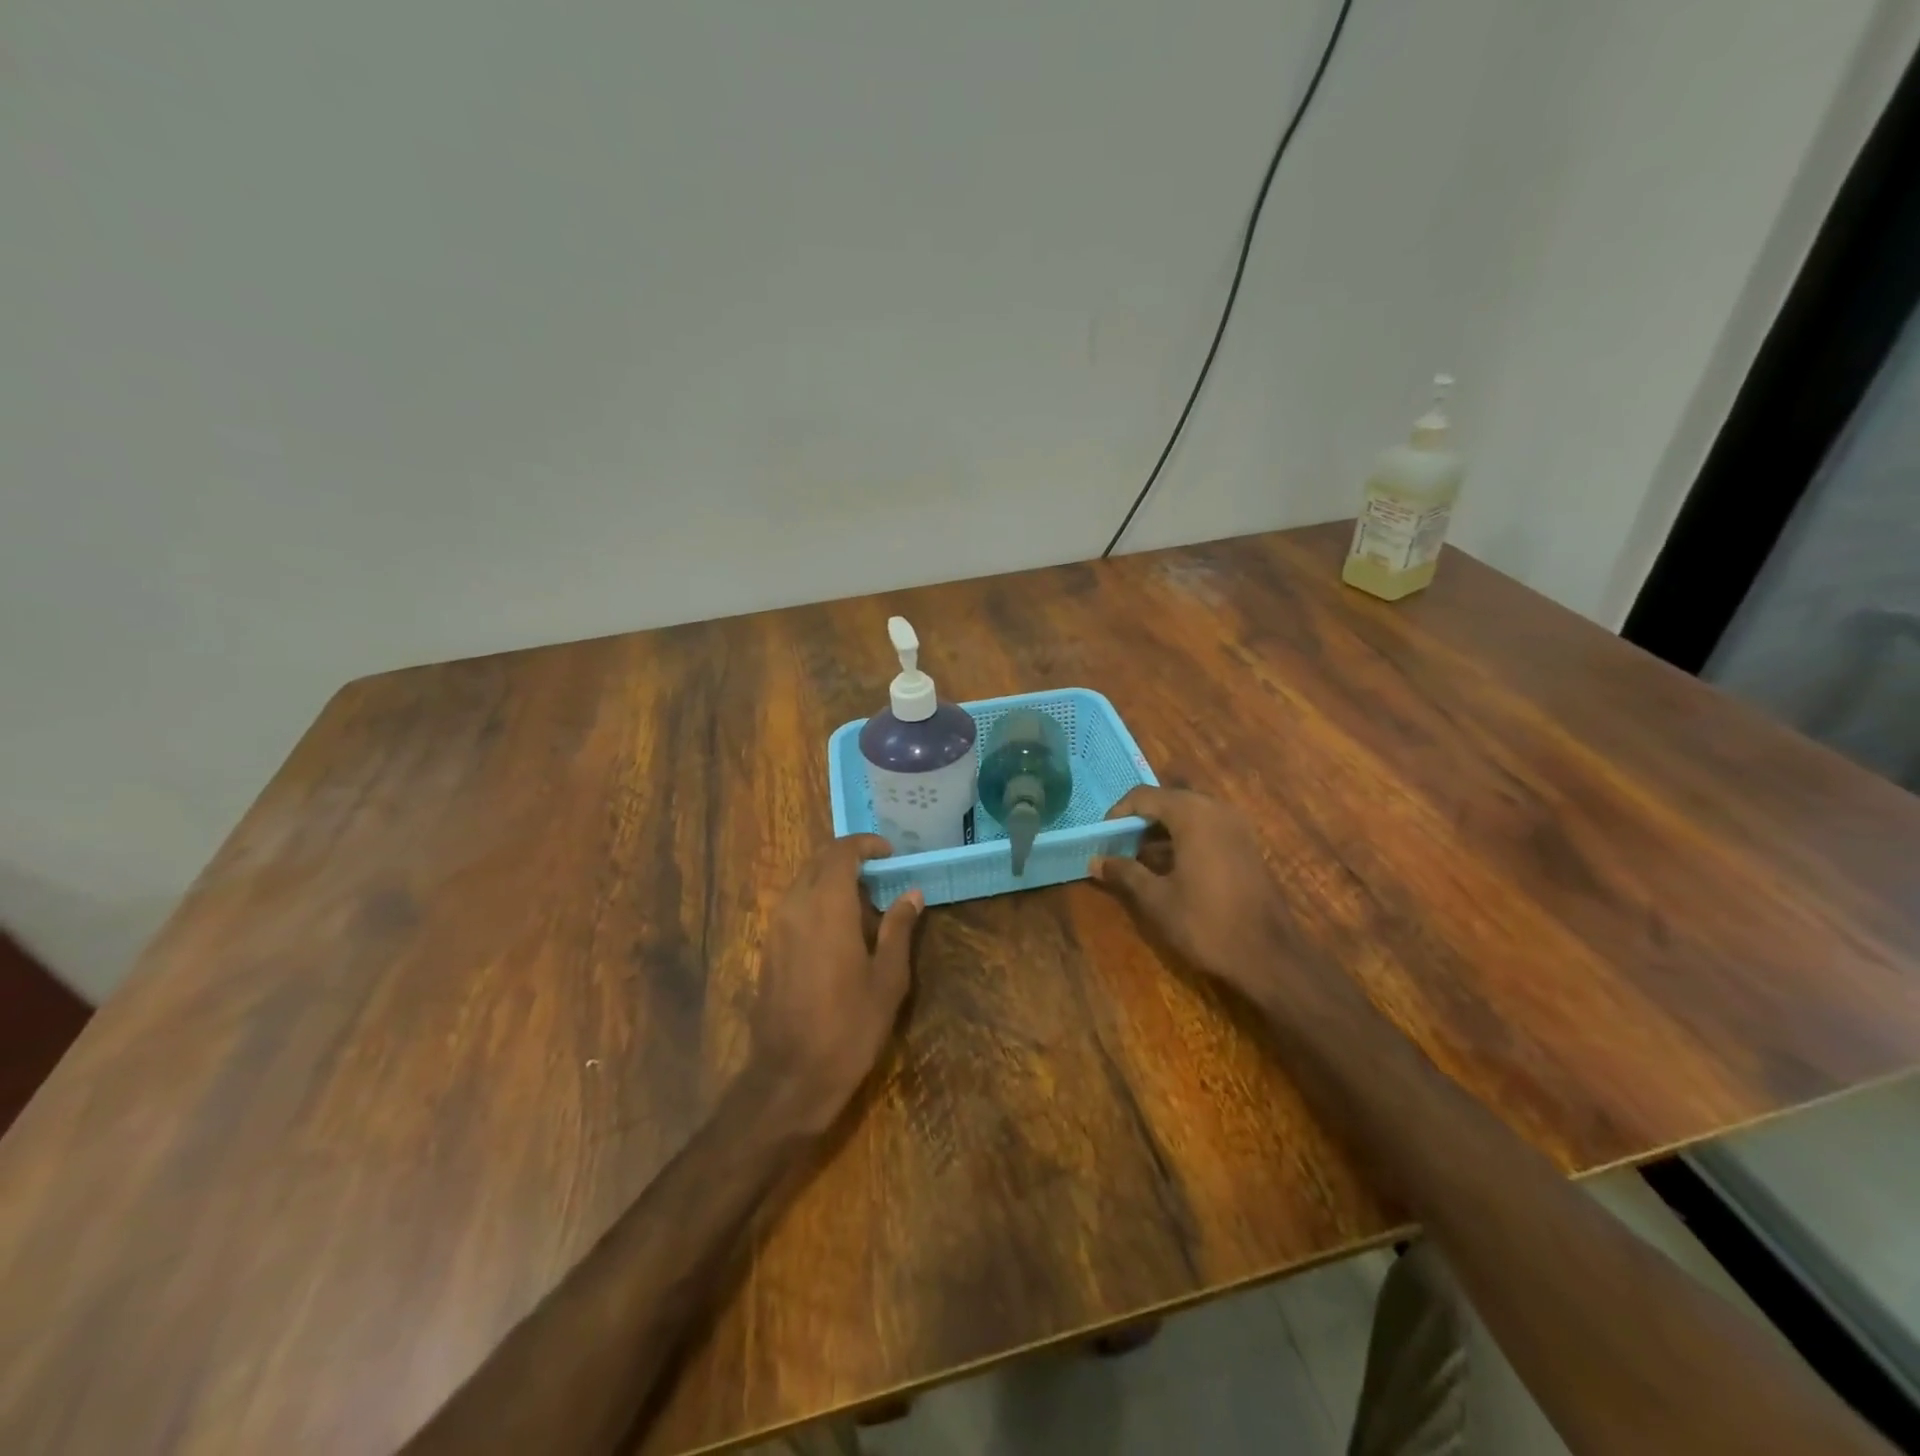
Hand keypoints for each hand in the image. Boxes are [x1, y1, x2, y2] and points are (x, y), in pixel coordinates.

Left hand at [750, 835, 921, 1134]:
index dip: (866, 845)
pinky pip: (793, 906)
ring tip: (865, 904)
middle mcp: (795, 906)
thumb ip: (898, 929)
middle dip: (849, 859)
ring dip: (832, 880)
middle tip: (881, 875)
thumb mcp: (888, 979)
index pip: (841, 852)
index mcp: (827, 906)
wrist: (791, 1076)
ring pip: (803, 882)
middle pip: (818, 862)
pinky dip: (817, 901)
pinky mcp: (768, 948)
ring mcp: (776, 927)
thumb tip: (911, 894)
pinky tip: (840, 930)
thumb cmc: (849, 1026)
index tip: (890, 854)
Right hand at [1091, 787, 1301, 1007]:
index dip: (1118, 813)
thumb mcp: (1157, 899)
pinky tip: (1170, 867)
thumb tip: (1095, 861)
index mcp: (1193, 815)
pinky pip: (1207, 827)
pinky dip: (1184, 837)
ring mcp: (1236, 826)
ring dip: (1162, 829)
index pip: (1144, 795)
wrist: (1269, 956)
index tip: (1102, 838)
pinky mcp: (1246, 845)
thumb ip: (1125, 873)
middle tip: (1119, 846)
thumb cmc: (1207, 923)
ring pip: (1189, 813)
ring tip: (1139, 859)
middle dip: (1140, 820)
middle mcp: (1216, 810)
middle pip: (1168, 800)